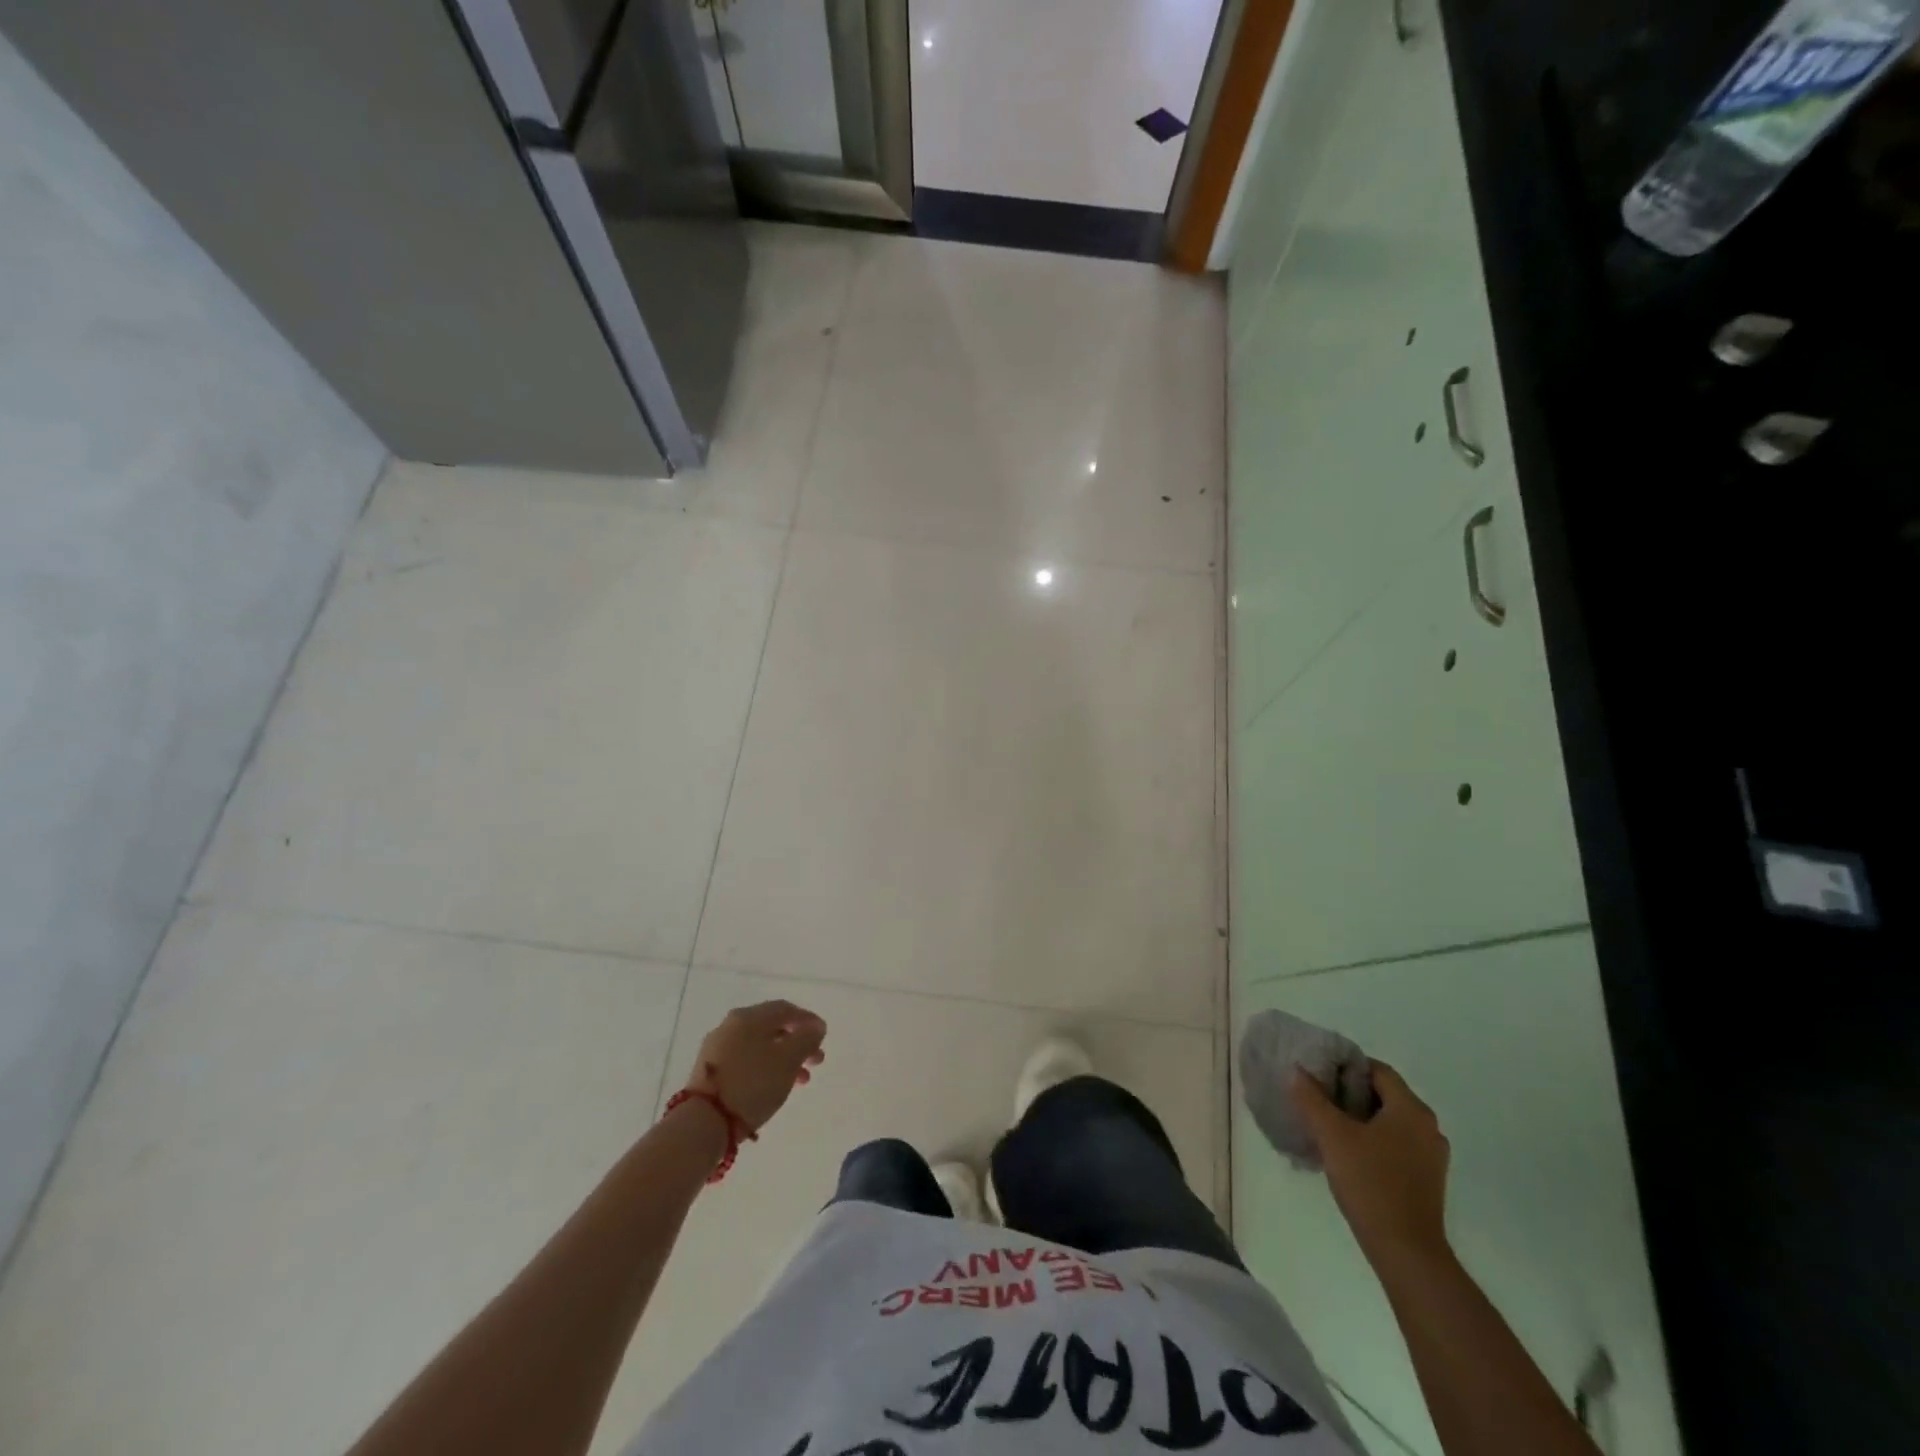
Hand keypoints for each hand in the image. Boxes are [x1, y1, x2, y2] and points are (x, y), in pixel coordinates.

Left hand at [683, 1001, 826, 1132]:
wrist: (703, 1122)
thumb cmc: (752, 1085)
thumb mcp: (788, 1060)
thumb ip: (807, 1039)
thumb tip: (815, 1026)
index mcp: (749, 1016)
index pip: (786, 1009)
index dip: (808, 1021)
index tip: (823, 1037)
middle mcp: (731, 1025)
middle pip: (772, 1027)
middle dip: (798, 1043)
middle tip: (816, 1061)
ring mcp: (717, 1047)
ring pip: (759, 1046)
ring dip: (784, 1058)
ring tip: (800, 1080)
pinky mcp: (709, 1070)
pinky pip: (745, 1060)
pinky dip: (764, 1067)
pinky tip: (773, 1086)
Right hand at [1289, 1060, 1450, 1272]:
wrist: (1406, 1252)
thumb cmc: (1370, 1183)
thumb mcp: (1332, 1135)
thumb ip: (1311, 1098)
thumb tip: (1297, 1071)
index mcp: (1411, 1109)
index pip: (1377, 1069)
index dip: (1346, 1067)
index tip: (1318, 1075)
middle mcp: (1428, 1127)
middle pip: (1384, 1094)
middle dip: (1349, 1093)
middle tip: (1317, 1099)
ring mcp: (1431, 1156)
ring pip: (1389, 1121)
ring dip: (1360, 1118)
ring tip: (1327, 1126)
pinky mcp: (1427, 1179)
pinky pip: (1396, 1144)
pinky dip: (1373, 1140)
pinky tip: (1348, 1155)